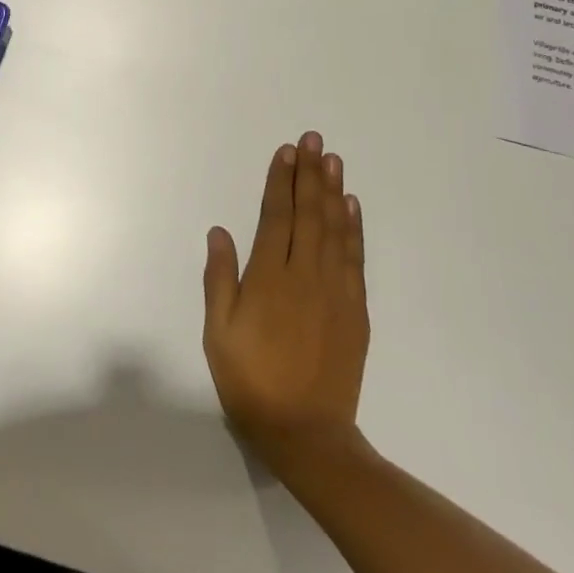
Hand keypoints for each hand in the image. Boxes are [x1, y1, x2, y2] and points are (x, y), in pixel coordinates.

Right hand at [202, 131, 369, 472]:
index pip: (276, 217)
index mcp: (269, 278)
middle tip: (313, 139)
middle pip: (308, 214)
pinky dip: (353, 229)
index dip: (280, 182)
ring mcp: (335, 292)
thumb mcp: (218, 332)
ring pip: (334, 230)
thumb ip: (220, 279)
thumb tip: (220, 231)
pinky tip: (351, 207)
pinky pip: (355, 259)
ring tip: (333, 160)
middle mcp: (305, 276)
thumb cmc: (251, 380)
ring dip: (332, 192)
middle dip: (309, 174)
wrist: (306, 433)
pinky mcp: (355, 310)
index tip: (286, 151)